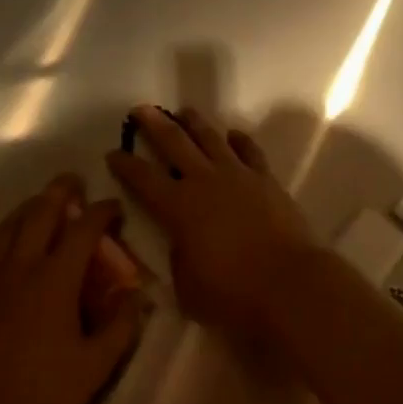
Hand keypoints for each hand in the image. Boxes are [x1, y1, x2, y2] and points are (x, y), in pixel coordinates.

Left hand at [0, 176, 144, 403]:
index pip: (83, 230)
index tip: (114, 207)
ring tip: (47, 200)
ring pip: (12, 222)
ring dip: (33, 204)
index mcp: (54, 280)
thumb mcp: (93, 368)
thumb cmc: (39, 395)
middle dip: (61, 192)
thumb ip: (121, 327)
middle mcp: (20, 265)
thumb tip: (137, 296)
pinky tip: (17, 236)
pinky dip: (12, 227)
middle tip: (76, 182)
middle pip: (41, 212)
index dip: (102, 212)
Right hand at [106, 106, 318, 343]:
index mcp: (178, 208)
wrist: (290, 284)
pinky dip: (239, 141)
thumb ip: (179, 260)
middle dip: (154, 124)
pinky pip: (249, 151)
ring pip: (211, 138)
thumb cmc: (233, 294)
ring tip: (184, 111)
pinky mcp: (266, 180)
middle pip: (174, 143)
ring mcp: (238, 176)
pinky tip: (233, 135)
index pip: (142, 178)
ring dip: (195, 123)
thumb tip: (182, 244)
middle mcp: (204, 181)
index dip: (124, 164)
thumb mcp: (188, 288)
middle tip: (141, 109)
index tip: (112, 153)